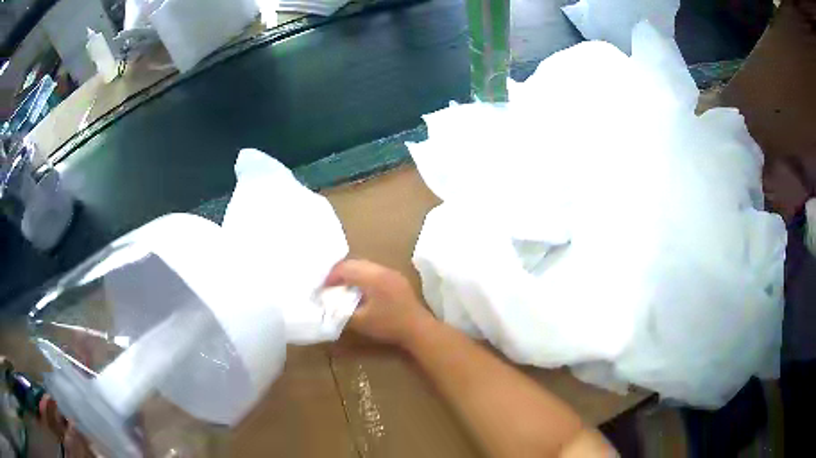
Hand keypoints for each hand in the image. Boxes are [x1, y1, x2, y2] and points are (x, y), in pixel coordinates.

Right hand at [324, 259, 434, 346]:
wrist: (418, 328)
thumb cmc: (388, 325)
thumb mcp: (360, 321)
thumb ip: (341, 311)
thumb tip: (328, 305)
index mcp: (372, 277)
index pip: (346, 268)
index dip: (331, 276)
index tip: (323, 288)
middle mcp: (382, 270)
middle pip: (355, 263)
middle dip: (340, 272)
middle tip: (330, 286)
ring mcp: (392, 273)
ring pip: (365, 265)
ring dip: (352, 273)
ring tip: (343, 287)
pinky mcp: (397, 279)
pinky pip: (374, 270)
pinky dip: (363, 276)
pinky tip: (360, 290)